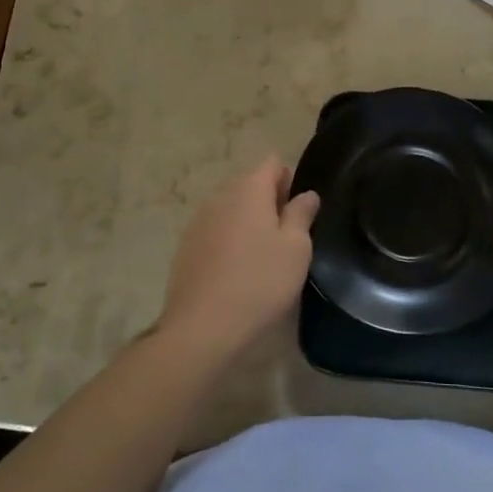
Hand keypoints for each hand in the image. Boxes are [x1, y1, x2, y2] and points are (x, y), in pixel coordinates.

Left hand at [157, 157, 319, 363]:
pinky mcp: (186, 247)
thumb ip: (301, 214)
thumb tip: (306, 194)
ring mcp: (198, 221)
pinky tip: (237, 272)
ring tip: (263, 256)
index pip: (272, 163)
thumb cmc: (260, 282)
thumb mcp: (296, 248)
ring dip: (248, 222)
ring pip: (231, 209)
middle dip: (269, 201)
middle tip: (286, 237)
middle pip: (250, 184)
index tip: (299, 211)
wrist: (202, 328)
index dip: (289, 180)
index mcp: (248, 189)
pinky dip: (229, 241)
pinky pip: (215, 231)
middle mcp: (220, 196)